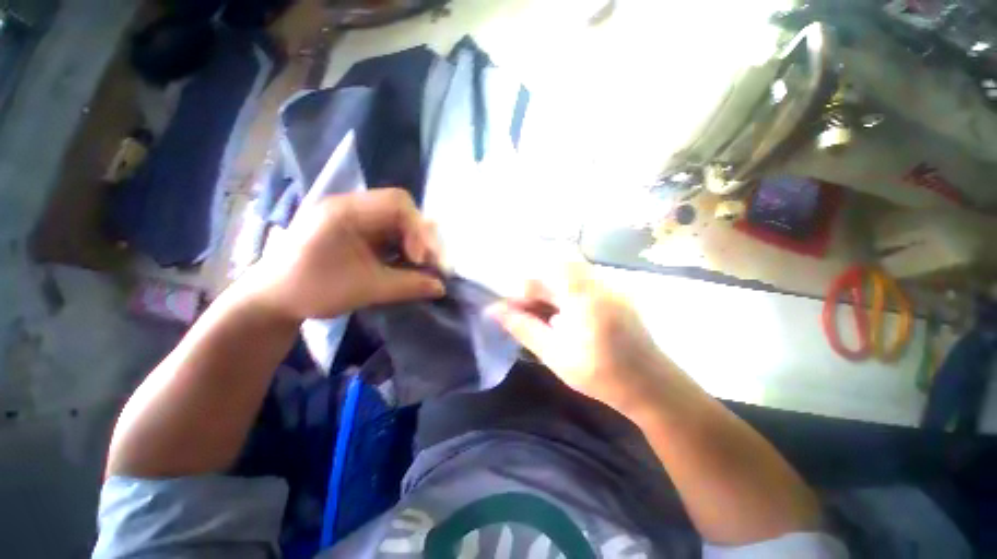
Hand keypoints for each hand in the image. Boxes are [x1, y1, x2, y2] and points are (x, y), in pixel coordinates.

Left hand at [246, 189, 444, 320]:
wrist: (273, 299)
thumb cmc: (312, 291)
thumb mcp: (365, 289)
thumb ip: (408, 286)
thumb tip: (442, 287)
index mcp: (345, 211)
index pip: (397, 203)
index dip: (418, 230)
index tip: (420, 260)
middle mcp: (351, 207)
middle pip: (402, 210)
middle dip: (420, 237)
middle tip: (429, 265)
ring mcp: (353, 218)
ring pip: (398, 222)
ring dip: (414, 244)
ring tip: (420, 267)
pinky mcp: (356, 231)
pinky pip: (389, 233)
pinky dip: (403, 248)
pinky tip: (406, 265)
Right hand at [488, 262, 673, 413]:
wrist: (649, 385)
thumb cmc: (599, 375)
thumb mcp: (554, 354)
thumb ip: (524, 328)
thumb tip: (495, 310)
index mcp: (583, 297)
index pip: (542, 275)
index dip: (523, 290)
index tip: (514, 309)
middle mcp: (599, 282)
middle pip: (557, 268)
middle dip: (538, 287)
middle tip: (529, 311)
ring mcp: (611, 284)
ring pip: (570, 273)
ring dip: (552, 288)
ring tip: (546, 314)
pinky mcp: (617, 290)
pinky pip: (584, 280)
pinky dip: (567, 291)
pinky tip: (566, 314)